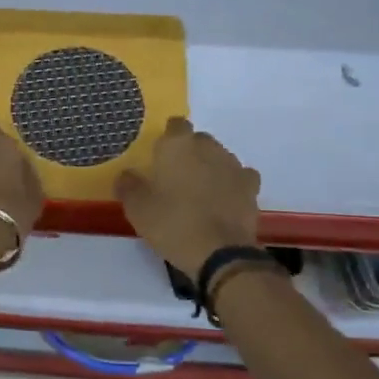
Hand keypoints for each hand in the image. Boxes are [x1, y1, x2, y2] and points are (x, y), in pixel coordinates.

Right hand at [116, 118, 261, 279]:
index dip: (168, 138)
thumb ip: (128, 185)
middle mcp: (208, 147)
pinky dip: (232, 184)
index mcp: (177, 145)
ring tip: (200, 191)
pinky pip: (239, 177)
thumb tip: (127, 175)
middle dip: (190, 153)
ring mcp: (233, 165)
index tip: (160, 156)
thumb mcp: (137, 208)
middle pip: (198, 140)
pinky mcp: (251, 186)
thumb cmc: (172, 223)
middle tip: (176, 176)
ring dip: (210, 168)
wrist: (219, 253)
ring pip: (219, 157)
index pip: (175, 125)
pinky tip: (224, 199)